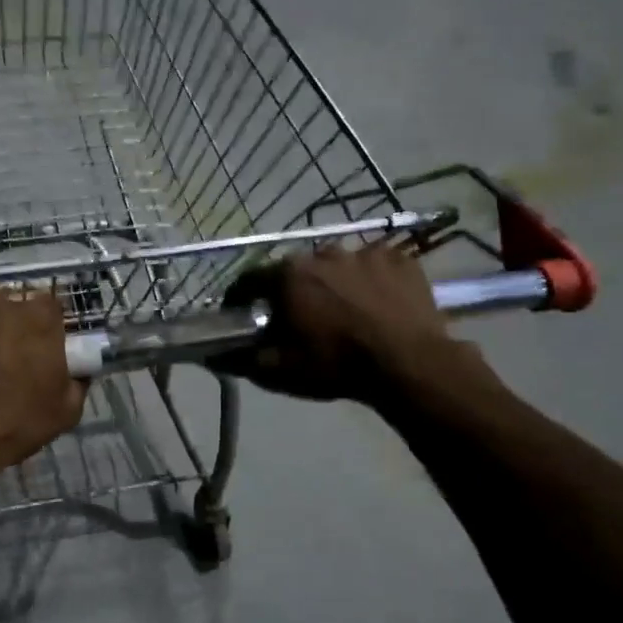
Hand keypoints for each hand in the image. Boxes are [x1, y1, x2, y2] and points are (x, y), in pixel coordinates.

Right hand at [215, 242, 497, 406]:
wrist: (408, 365)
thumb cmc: (335, 365)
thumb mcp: (279, 370)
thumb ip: (241, 359)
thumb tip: (213, 354)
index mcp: (288, 274)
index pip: (251, 279)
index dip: (242, 298)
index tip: (243, 314)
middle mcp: (323, 252)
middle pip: (297, 270)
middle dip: (293, 290)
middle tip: (300, 318)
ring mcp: (366, 251)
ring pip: (338, 266)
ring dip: (334, 284)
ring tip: (344, 312)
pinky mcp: (400, 260)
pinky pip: (376, 267)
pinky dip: (371, 282)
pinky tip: (377, 305)